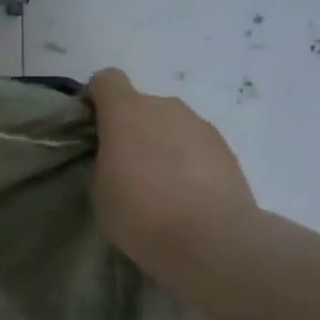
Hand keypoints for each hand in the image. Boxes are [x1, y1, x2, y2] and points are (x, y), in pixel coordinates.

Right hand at [88, 69, 257, 283]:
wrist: (211, 239)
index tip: (93, 128)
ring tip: (160, 185)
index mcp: (126, 111)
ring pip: (170, 125)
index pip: (106, 80)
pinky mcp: (226, 148)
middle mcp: (165, 107)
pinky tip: (187, 195)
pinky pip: (195, 145)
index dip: (96, 99)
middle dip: (131, 127)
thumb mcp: (100, 188)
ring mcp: (200, 125)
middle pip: (141, 104)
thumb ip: (104, 159)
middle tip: (125, 166)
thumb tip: (118, 155)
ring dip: (161, 143)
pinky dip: (187, 160)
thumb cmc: (140, 212)